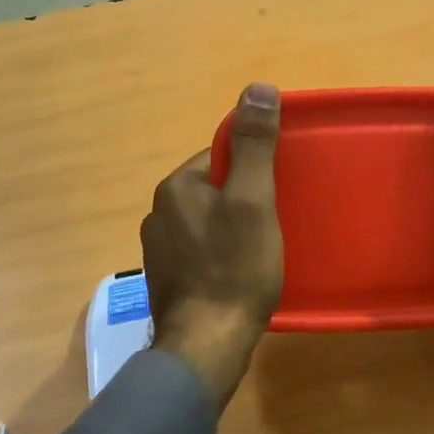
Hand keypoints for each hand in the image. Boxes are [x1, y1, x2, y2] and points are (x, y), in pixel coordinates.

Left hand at [142, 83, 283, 410]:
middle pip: (212, 189)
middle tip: (275, 222)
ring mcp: (158, 250)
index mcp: (174, 187)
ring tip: (261, 249)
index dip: (253, 170)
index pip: (218, 157)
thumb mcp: (253, 200)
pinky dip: (220, 254)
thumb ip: (254, 145)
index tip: (277, 192)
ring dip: (232, 226)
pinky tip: (239, 273)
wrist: (207, 346)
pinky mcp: (166, 280)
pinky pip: (199, 250)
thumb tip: (257, 88)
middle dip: (243, 198)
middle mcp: (157, 213)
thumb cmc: (235, 268)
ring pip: (206, 221)